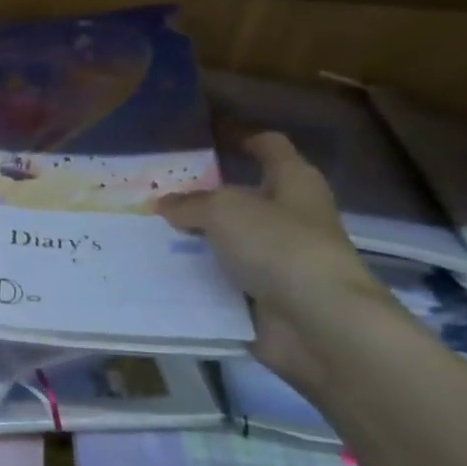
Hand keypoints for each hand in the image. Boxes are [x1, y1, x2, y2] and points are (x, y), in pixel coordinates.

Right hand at [159, 132, 386, 392]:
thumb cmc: (279, 247)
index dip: (246, 141)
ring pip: (229, 243)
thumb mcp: (223, 211)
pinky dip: (198, 281)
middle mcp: (290, 218)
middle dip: (205, 198)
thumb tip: (164, 204)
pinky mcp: (265, 299)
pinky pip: (222, 283)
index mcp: (294, 183)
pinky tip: (160, 276)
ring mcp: (279, 261)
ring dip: (197, 242)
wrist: (318, 324)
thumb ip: (190, 204)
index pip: (271, 148)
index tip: (212, 142)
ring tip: (148, 235)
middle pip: (244, 199)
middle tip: (158, 196)